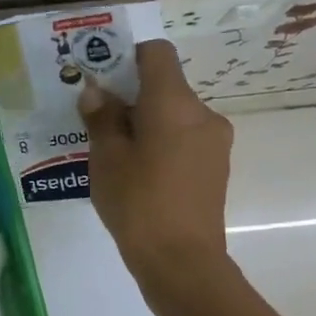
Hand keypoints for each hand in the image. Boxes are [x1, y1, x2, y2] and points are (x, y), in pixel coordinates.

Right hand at [78, 39, 233, 282]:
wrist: (182, 262)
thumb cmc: (138, 203)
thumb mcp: (107, 158)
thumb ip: (102, 118)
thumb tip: (98, 92)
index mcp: (174, 103)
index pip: (157, 54)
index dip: (128, 57)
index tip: (103, 78)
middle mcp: (202, 114)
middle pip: (165, 86)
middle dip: (132, 97)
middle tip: (99, 122)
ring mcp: (214, 142)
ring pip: (175, 115)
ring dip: (146, 122)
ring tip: (116, 155)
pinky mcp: (216, 167)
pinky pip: (185, 139)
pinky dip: (161, 143)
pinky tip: (139, 174)